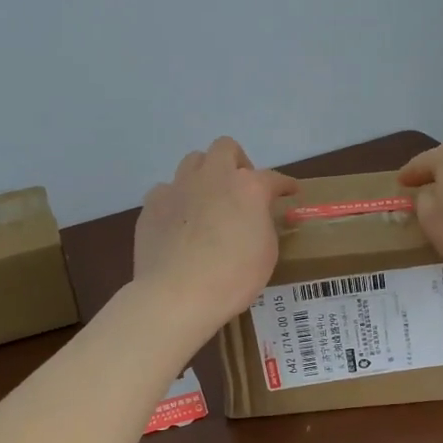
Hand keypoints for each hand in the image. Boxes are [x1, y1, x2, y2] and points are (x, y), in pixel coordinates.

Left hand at [133, 138, 299, 331]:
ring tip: (207, 200)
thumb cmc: (233, 277)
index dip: (284, 185)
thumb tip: (256, 216)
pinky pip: (166, 190)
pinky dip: (176, 200)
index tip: (290, 191)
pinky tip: (179, 221)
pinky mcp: (152, 204)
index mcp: (248, 187)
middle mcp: (213, 177)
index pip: (273, 177)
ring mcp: (178, 187)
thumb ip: (263, 224)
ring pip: (192, 162)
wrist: (176, 294)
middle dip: (236, 162)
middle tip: (240, 188)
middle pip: (225, 148)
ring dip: (204, 175)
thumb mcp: (266, 252)